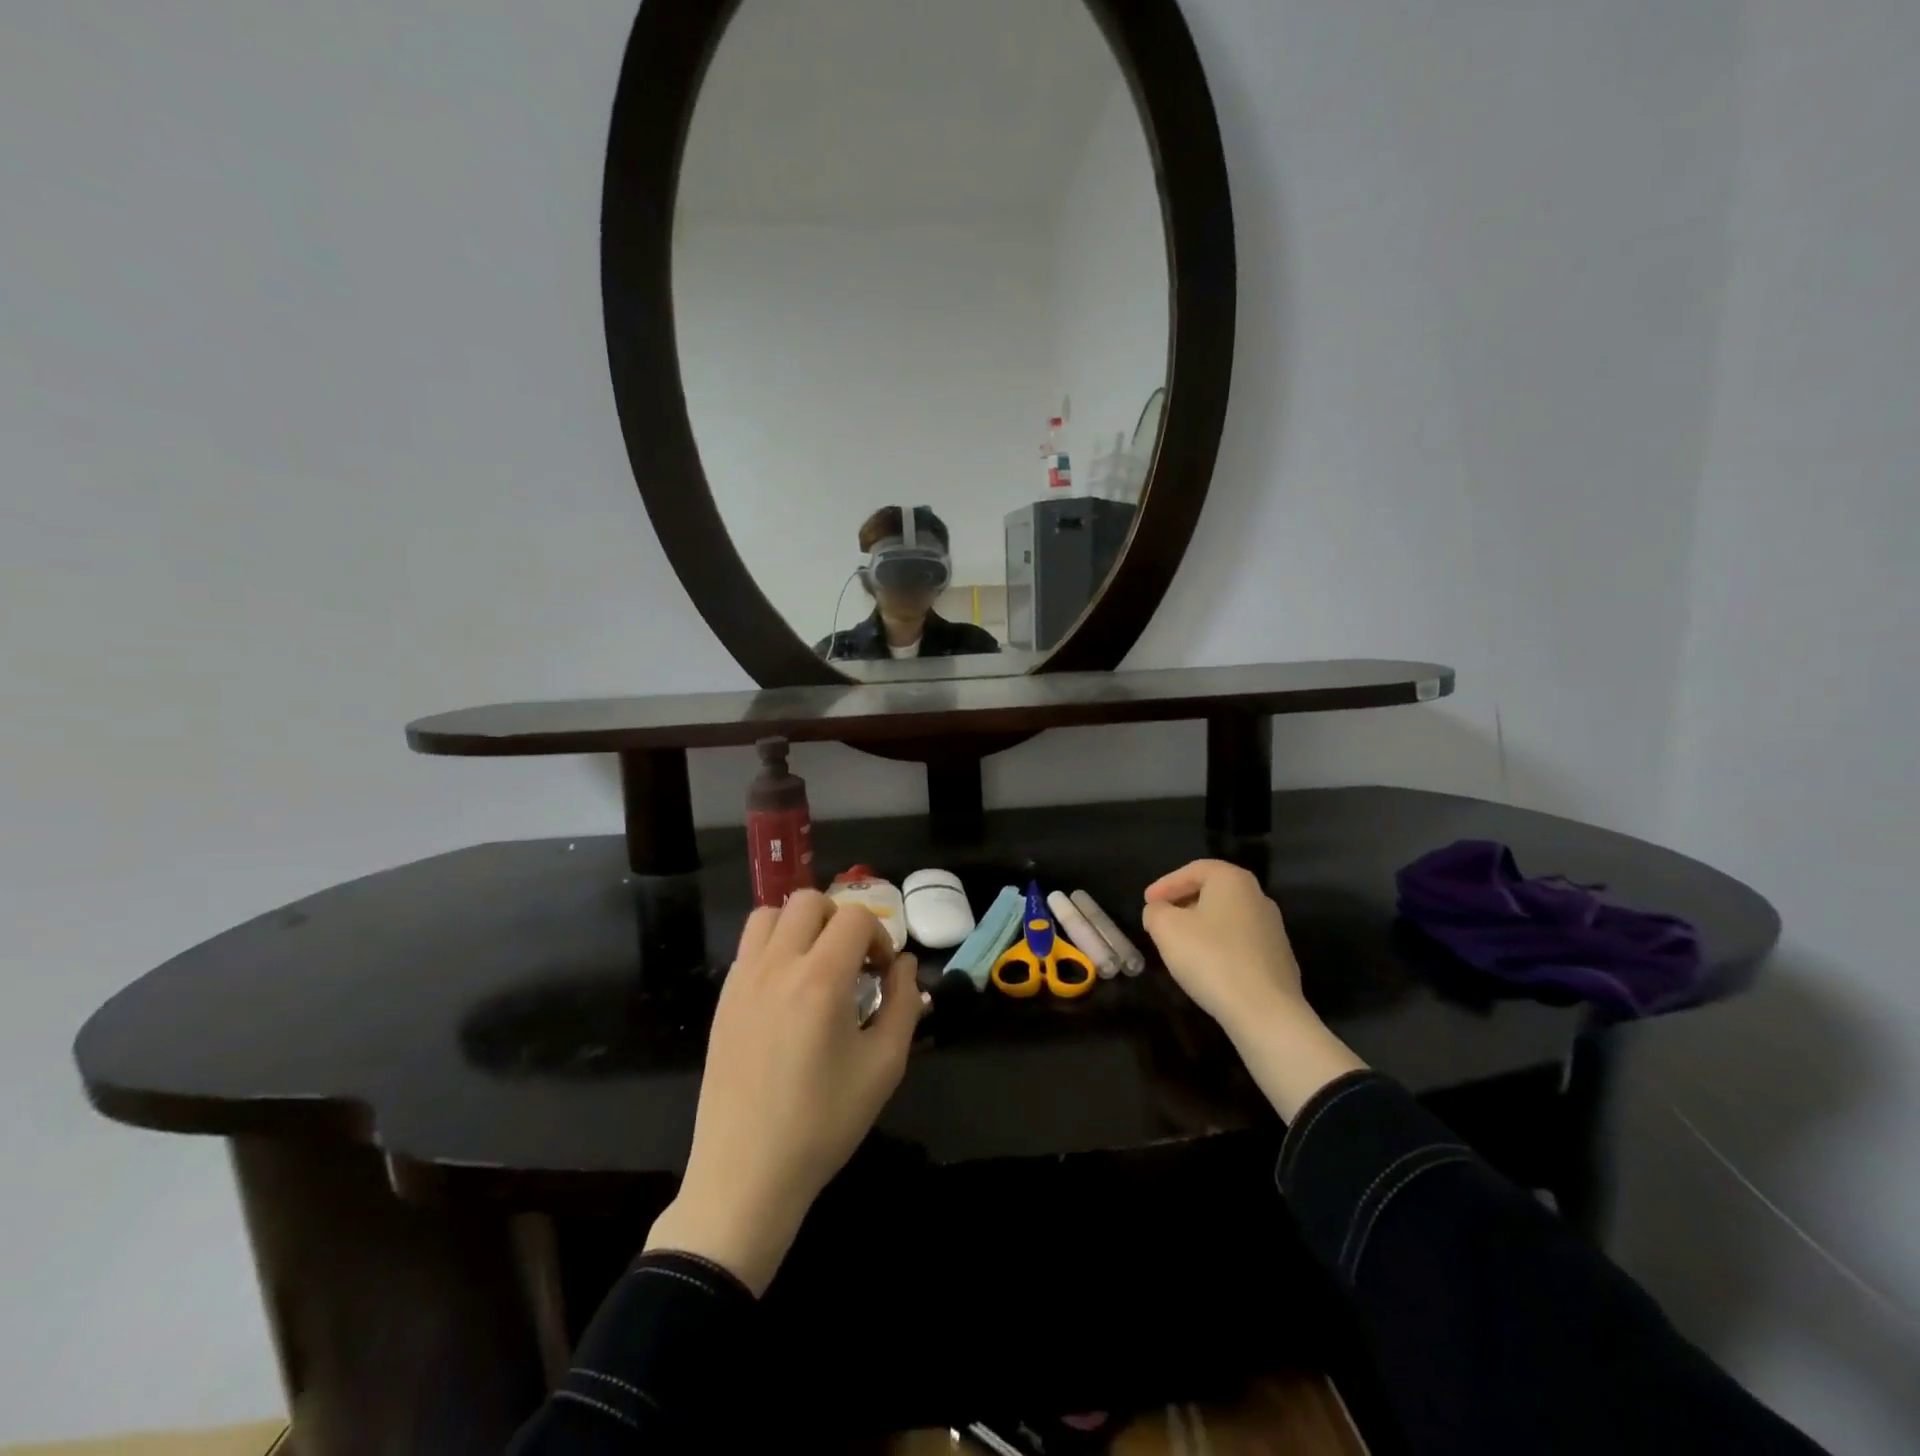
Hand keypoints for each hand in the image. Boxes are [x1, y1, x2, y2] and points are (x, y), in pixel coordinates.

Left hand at [644, 891, 924, 1292]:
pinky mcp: (723, 1000)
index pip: (855, 917)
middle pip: (810, 901)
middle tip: (853, 964)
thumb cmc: (823, 1123)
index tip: (884, 975)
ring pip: (770, 915)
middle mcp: (777, 966)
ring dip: (801, 926)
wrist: (746, 1175)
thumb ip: (904, 1004)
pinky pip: (749, 947)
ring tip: (817, 966)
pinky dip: (774, 948)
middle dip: (841, 920)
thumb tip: (905, 965)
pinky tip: (787, 992)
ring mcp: (742, 980)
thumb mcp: (884, 1066)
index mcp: (821, 979)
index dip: (880, 937)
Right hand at [1142, 859, 1304, 1035]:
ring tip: (1180, 946)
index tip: (1147, 901)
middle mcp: (1258, 897)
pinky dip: (1219, 947)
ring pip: (1227, 918)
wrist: (1265, 1011)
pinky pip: (1240, 943)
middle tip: (1161, 920)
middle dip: (1183, 903)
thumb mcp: (1165, 928)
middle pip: (1213, 892)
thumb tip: (1159, 911)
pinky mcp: (1280, 959)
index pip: (1194, 870)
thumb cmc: (1210, 957)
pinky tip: (1207, 967)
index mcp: (1233, 880)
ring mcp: (1273, 929)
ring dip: (1201, 926)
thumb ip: (1155, 912)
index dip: (1166, 884)